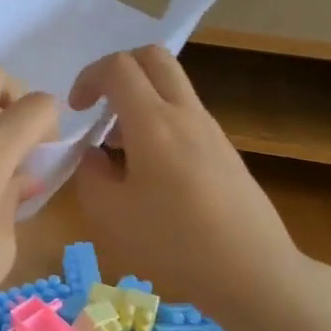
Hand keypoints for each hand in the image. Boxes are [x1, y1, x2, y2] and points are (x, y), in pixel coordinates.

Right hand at [69, 47, 330, 330]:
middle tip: (99, 106)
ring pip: (171, 87)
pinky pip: (185, 115)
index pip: (118, 67)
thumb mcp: (110, 214)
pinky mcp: (225, 151)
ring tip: (119, 148)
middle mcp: (185, 114)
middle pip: (153, 58)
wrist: (253, 272)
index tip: (77, 111)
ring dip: (139, 99)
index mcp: (153, 122)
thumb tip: (93, 154)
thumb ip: (90, 174)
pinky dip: (158, 122)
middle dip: (118, 70)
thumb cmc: (173, 243)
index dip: (88, 77)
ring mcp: (210, 130)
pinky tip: (150, 171)